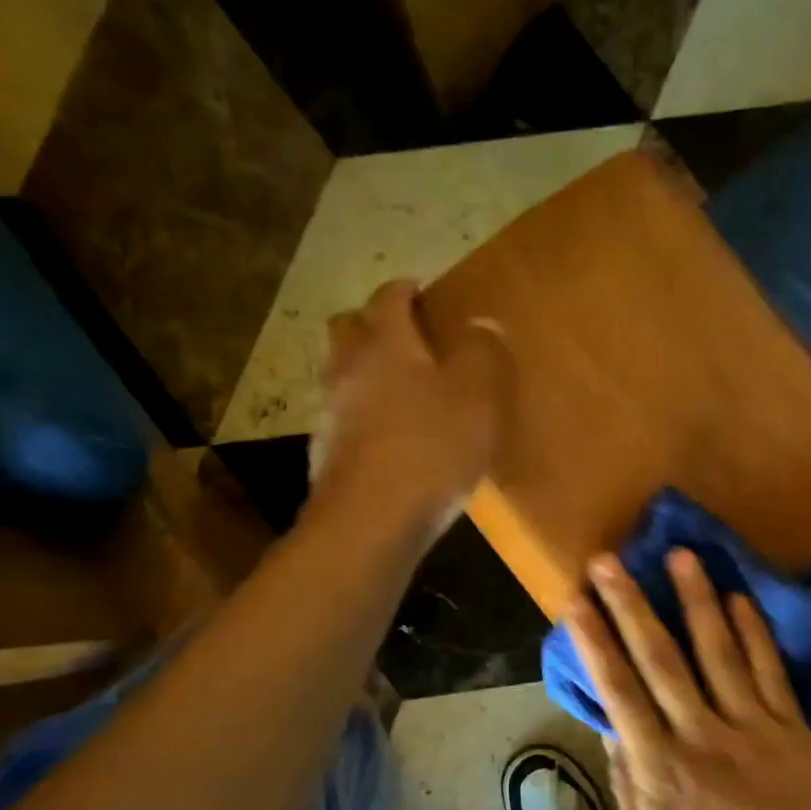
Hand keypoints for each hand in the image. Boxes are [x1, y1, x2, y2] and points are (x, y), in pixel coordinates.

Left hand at [313, 280, 507, 533]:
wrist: (371, 520)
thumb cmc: (431, 449)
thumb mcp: (478, 398)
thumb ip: (483, 354)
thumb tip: (482, 324)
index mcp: (386, 343)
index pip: (388, 297)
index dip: (406, 289)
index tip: (422, 291)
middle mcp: (348, 367)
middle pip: (350, 326)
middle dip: (375, 323)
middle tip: (406, 336)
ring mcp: (330, 410)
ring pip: (342, 372)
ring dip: (365, 369)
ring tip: (401, 388)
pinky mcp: (326, 451)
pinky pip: (344, 415)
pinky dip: (362, 412)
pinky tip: (389, 436)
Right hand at [567, 547, 810, 809]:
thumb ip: (625, 781)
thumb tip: (607, 720)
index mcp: (659, 771)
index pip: (618, 692)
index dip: (594, 643)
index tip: (575, 602)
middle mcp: (700, 739)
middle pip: (660, 661)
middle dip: (631, 606)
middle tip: (609, 560)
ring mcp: (750, 730)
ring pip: (718, 653)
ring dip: (696, 601)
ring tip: (680, 555)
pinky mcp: (791, 731)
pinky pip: (770, 673)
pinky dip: (754, 633)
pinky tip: (739, 598)